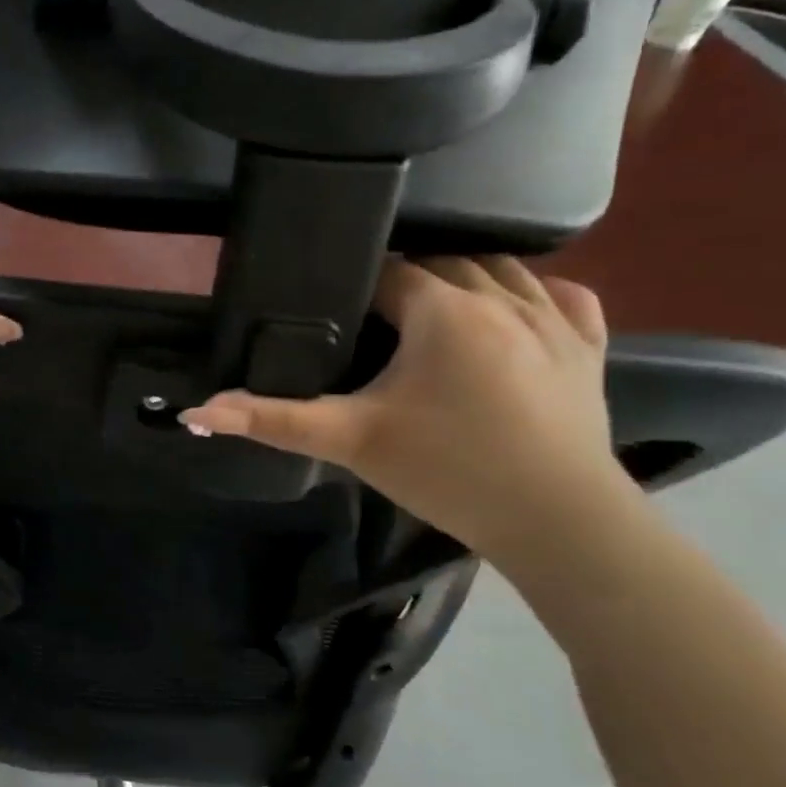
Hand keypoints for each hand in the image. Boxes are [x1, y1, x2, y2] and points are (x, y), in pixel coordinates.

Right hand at [180, 257, 634, 563]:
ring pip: (503, 270)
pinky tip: (512, 311)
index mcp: (444, 311)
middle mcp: (503, 298)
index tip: (340, 315)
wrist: (557, 524)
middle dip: (409, 281)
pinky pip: (565, 295)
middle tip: (377, 322)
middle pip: (445, 262)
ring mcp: (555, 320)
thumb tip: (196, 412)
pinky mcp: (589, 348)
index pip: (391, 271)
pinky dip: (535, 292)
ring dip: (465, 280)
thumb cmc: (445, 472)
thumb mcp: (349, 441)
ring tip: (433, 314)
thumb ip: (272, 420)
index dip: (360, 288)